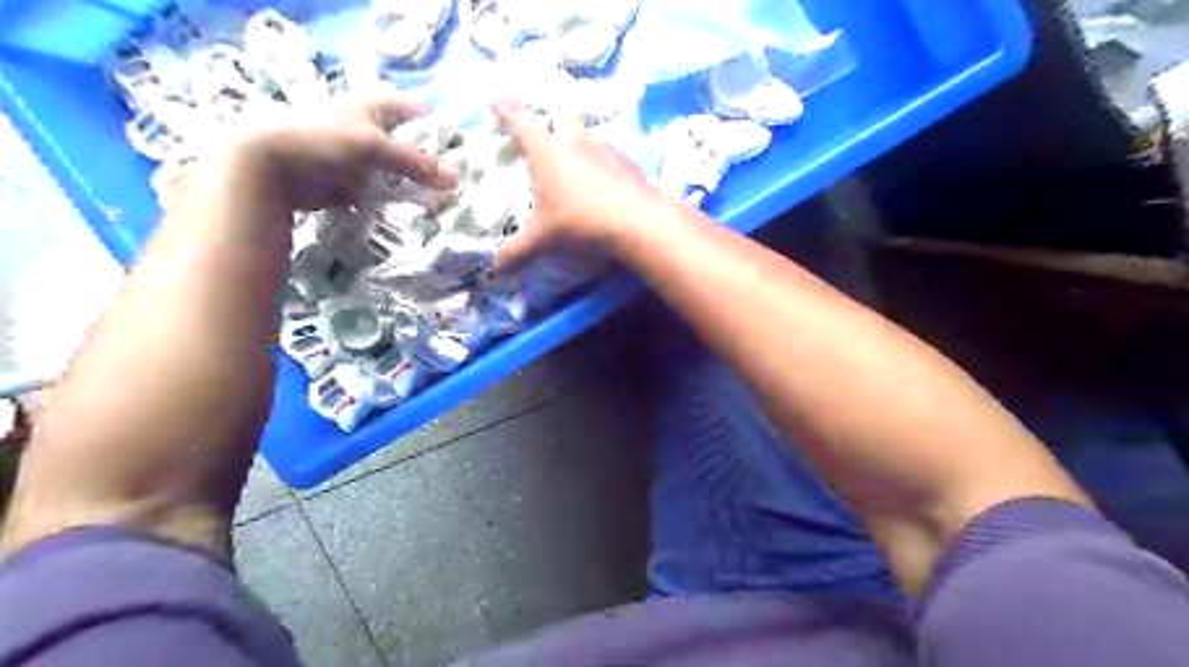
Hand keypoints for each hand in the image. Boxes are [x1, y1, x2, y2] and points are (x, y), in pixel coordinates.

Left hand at [220, 89, 455, 209]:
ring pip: (390, 171)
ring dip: (409, 184)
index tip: (452, 138)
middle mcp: (360, 129)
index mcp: (367, 108)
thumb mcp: (374, 147)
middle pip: (400, 142)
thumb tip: (457, 178)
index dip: (426, 118)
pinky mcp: (343, 184)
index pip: (404, 106)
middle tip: (449, 177)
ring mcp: (351, 158)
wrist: (270, 169)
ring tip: (434, 200)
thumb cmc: (322, 141)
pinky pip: (375, 193)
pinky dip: (389, 201)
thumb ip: (416, 162)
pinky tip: (406, 212)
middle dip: (423, 159)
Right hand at [492, 102, 673, 271]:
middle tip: (547, 132)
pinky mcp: (627, 164)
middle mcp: (575, 142)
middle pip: (562, 114)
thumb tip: (496, 270)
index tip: (495, 99)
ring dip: (579, 145)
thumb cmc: (579, 222)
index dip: (506, 110)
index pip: (521, 122)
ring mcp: (605, 151)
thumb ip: (517, 252)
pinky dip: (601, 166)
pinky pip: (609, 158)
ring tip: (575, 166)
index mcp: (547, 152)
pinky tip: (602, 186)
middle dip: (552, 118)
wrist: (636, 222)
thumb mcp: (543, 239)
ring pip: (588, 137)